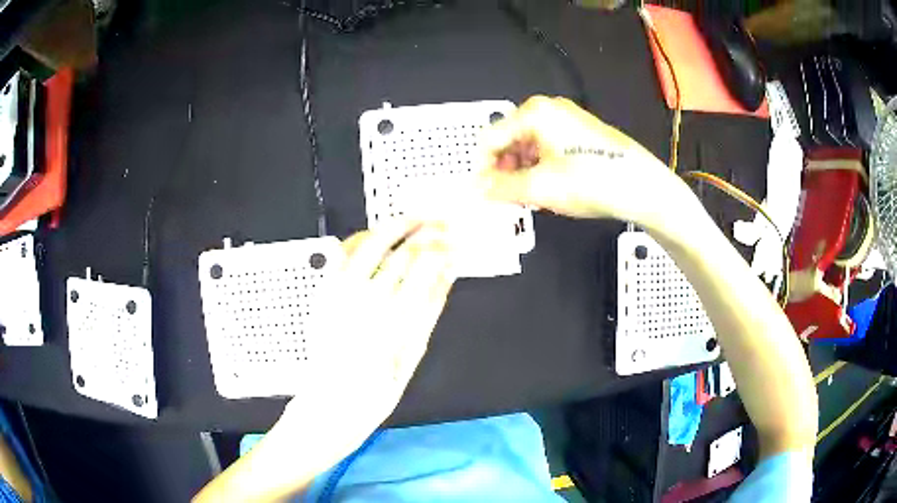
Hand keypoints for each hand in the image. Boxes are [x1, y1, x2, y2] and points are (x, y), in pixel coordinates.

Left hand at [274, 221, 455, 470]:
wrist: (332, 402)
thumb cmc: (378, 389)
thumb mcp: (414, 353)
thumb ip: (430, 308)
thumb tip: (447, 272)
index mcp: (395, 318)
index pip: (424, 266)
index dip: (442, 247)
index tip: (455, 241)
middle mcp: (367, 299)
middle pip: (400, 251)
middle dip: (426, 230)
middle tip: (441, 222)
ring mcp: (341, 293)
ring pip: (370, 243)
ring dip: (394, 225)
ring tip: (413, 218)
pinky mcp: (324, 292)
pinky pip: (342, 254)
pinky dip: (359, 238)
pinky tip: (374, 235)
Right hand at [480, 96, 687, 229]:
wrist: (642, 186)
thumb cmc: (591, 181)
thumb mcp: (540, 188)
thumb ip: (501, 188)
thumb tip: (477, 189)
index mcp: (534, 113)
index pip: (490, 138)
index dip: (483, 169)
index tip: (484, 195)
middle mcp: (548, 110)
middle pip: (509, 140)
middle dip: (505, 171)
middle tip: (509, 199)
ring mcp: (567, 120)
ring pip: (529, 147)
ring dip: (523, 173)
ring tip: (532, 198)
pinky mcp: (581, 134)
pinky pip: (548, 149)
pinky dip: (541, 169)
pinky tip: (551, 189)